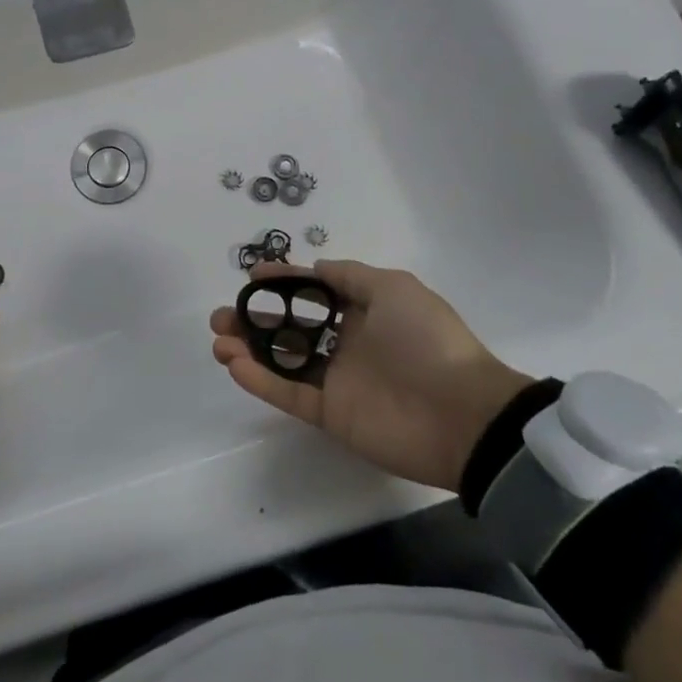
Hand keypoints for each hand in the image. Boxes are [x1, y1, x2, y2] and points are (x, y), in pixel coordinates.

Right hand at [209, 258, 531, 492]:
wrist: (462, 414)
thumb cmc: (427, 339)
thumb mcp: (394, 287)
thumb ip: (351, 276)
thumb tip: (319, 267)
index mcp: (364, 311)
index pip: (314, 291)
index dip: (283, 282)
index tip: (252, 275)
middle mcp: (346, 343)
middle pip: (290, 327)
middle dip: (254, 319)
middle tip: (222, 315)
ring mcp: (337, 380)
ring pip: (282, 360)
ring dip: (248, 349)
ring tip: (219, 340)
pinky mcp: (331, 414)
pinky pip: (289, 394)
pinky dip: (261, 381)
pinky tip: (235, 364)